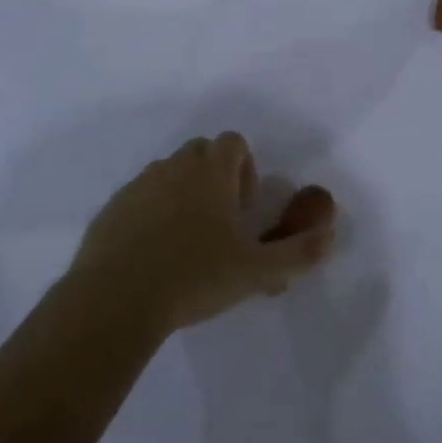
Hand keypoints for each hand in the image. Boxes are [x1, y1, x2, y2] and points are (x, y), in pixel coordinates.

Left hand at [69, 133, 337, 336]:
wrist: (115, 300)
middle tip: (220, 227)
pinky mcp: (112, 208)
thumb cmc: (194, 276)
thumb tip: (329, 233)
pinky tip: (153, 257)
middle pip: (201, 152)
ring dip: (183, 196)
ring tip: (186, 245)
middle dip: (215, 179)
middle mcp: (174, 166)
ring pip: (169, 175)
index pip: (234, 142)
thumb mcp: (257, 272)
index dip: (245, 169)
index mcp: (210, 171)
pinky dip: (151, 216)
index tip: (243, 211)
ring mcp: (139, 185)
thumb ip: (299, 252)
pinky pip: (139, 199)